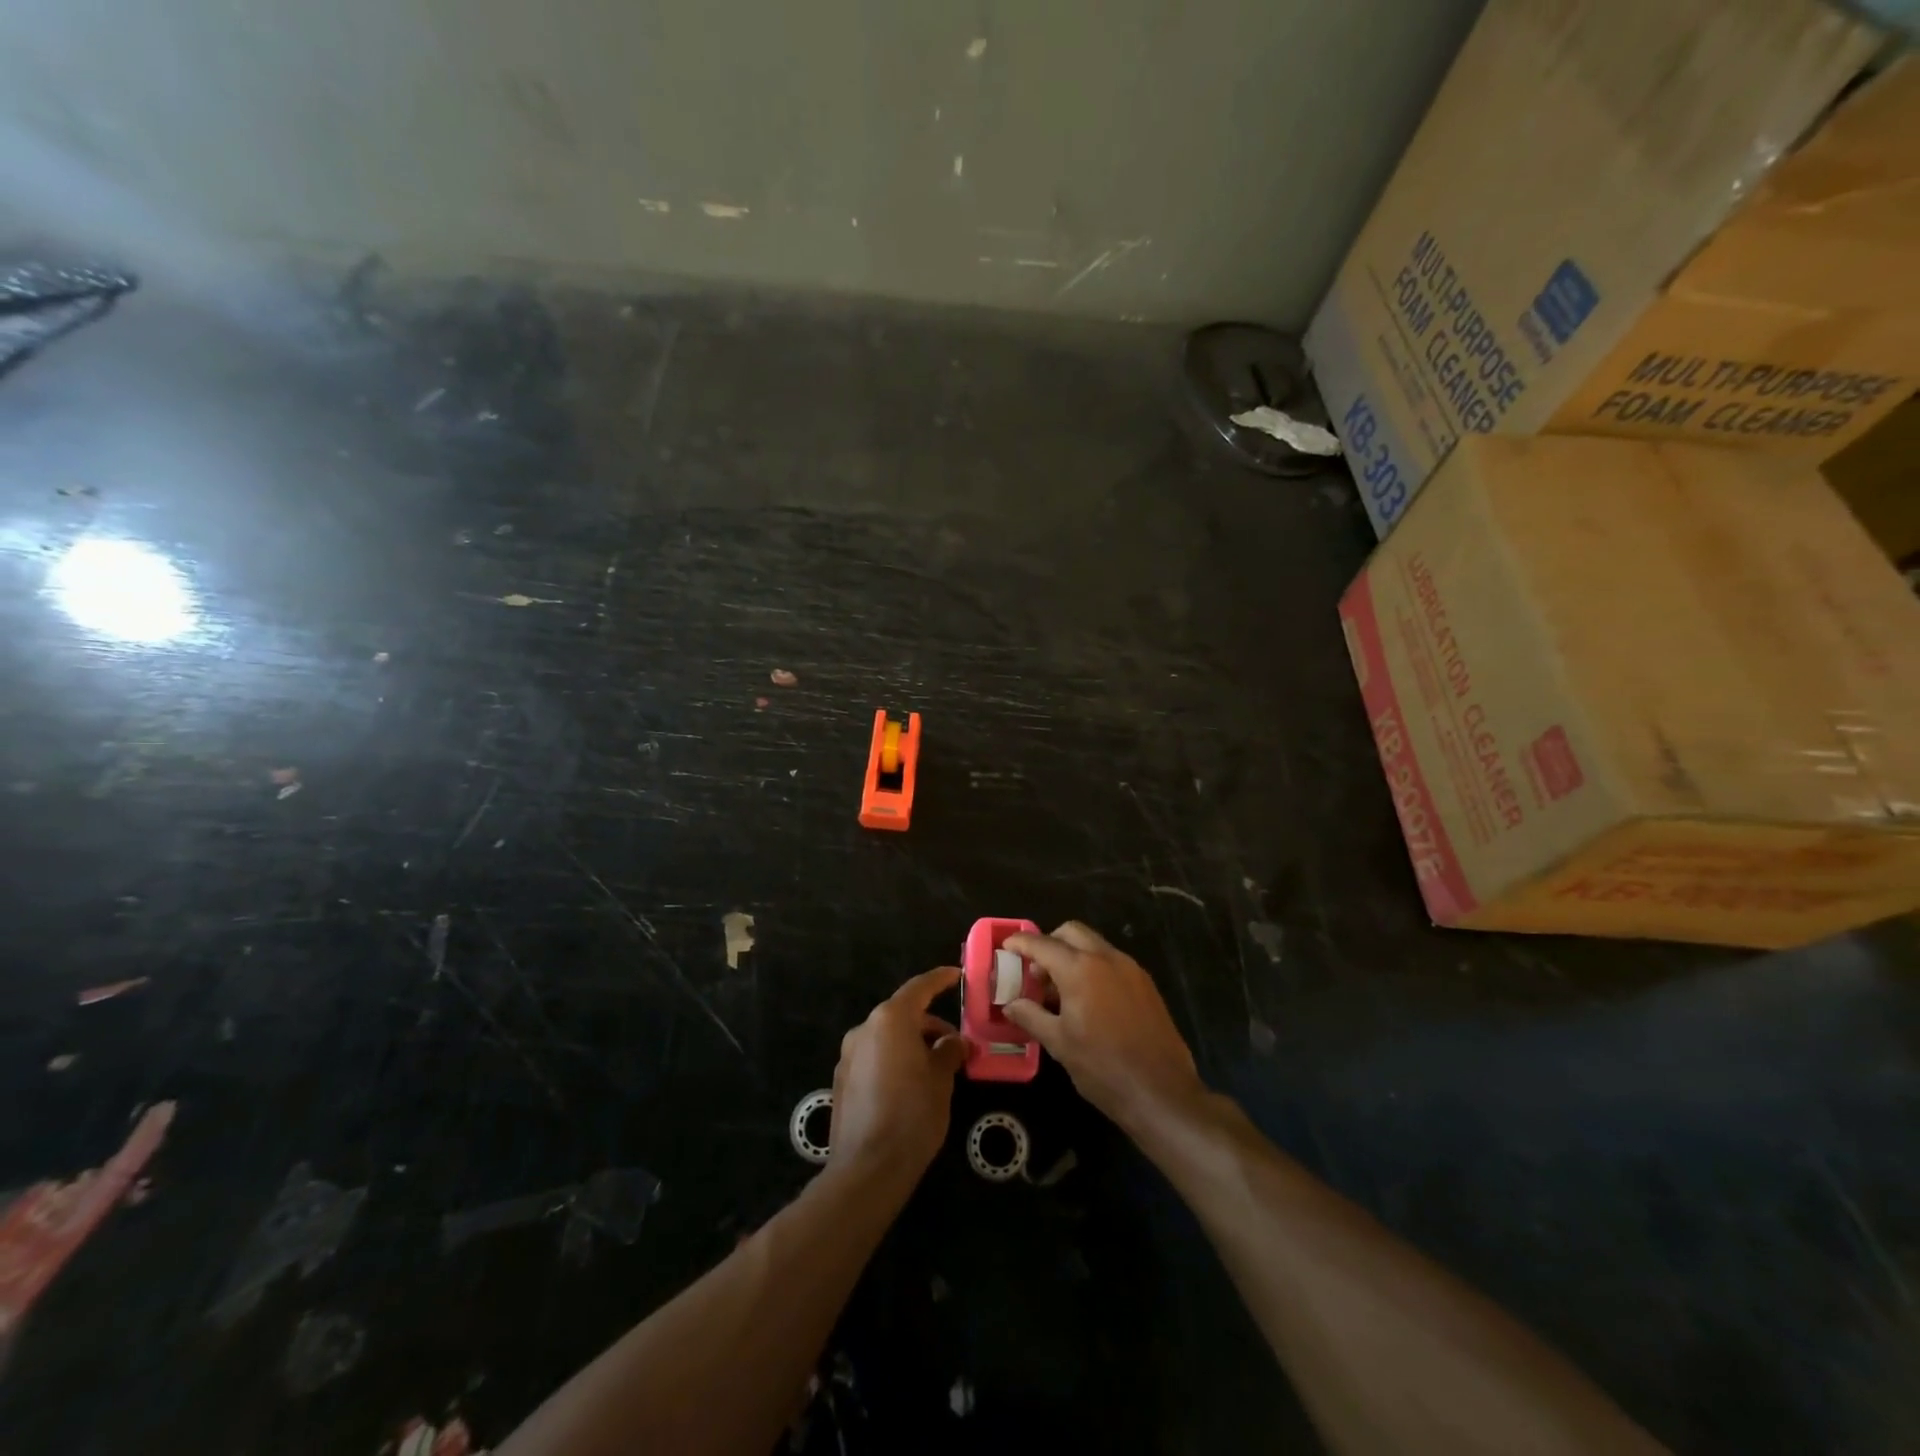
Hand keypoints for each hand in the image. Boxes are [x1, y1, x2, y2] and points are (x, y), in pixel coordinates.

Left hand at [828, 968, 968, 1177]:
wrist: (868, 1169)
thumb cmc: (912, 1115)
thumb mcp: (941, 1080)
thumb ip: (948, 1052)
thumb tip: (954, 1042)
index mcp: (890, 1020)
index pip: (918, 988)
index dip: (939, 979)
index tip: (955, 974)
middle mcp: (864, 1029)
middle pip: (901, 1015)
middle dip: (929, 1025)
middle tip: (955, 1044)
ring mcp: (848, 1055)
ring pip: (887, 1038)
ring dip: (911, 1044)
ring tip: (936, 1068)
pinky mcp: (842, 1081)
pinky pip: (874, 1058)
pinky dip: (894, 1060)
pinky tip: (911, 1086)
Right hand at [1003, 922, 1204, 1135]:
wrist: (1162, 1091)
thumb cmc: (1103, 1068)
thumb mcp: (1059, 1043)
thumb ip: (1031, 1016)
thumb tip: (1011, 1004)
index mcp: (1080, 969)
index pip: (1042, 944)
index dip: (1021, 942)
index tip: (1006, 947)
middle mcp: (1106, 958)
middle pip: (1071, 932)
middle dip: (1049, 943)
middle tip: (1036, 970)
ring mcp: (1130, 968)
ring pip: (1094, 944)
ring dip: (1073, 954)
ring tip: (1060, 989)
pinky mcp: (1146, 984)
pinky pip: (1112, 961)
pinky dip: (1093, 967)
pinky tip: (1088, 999)